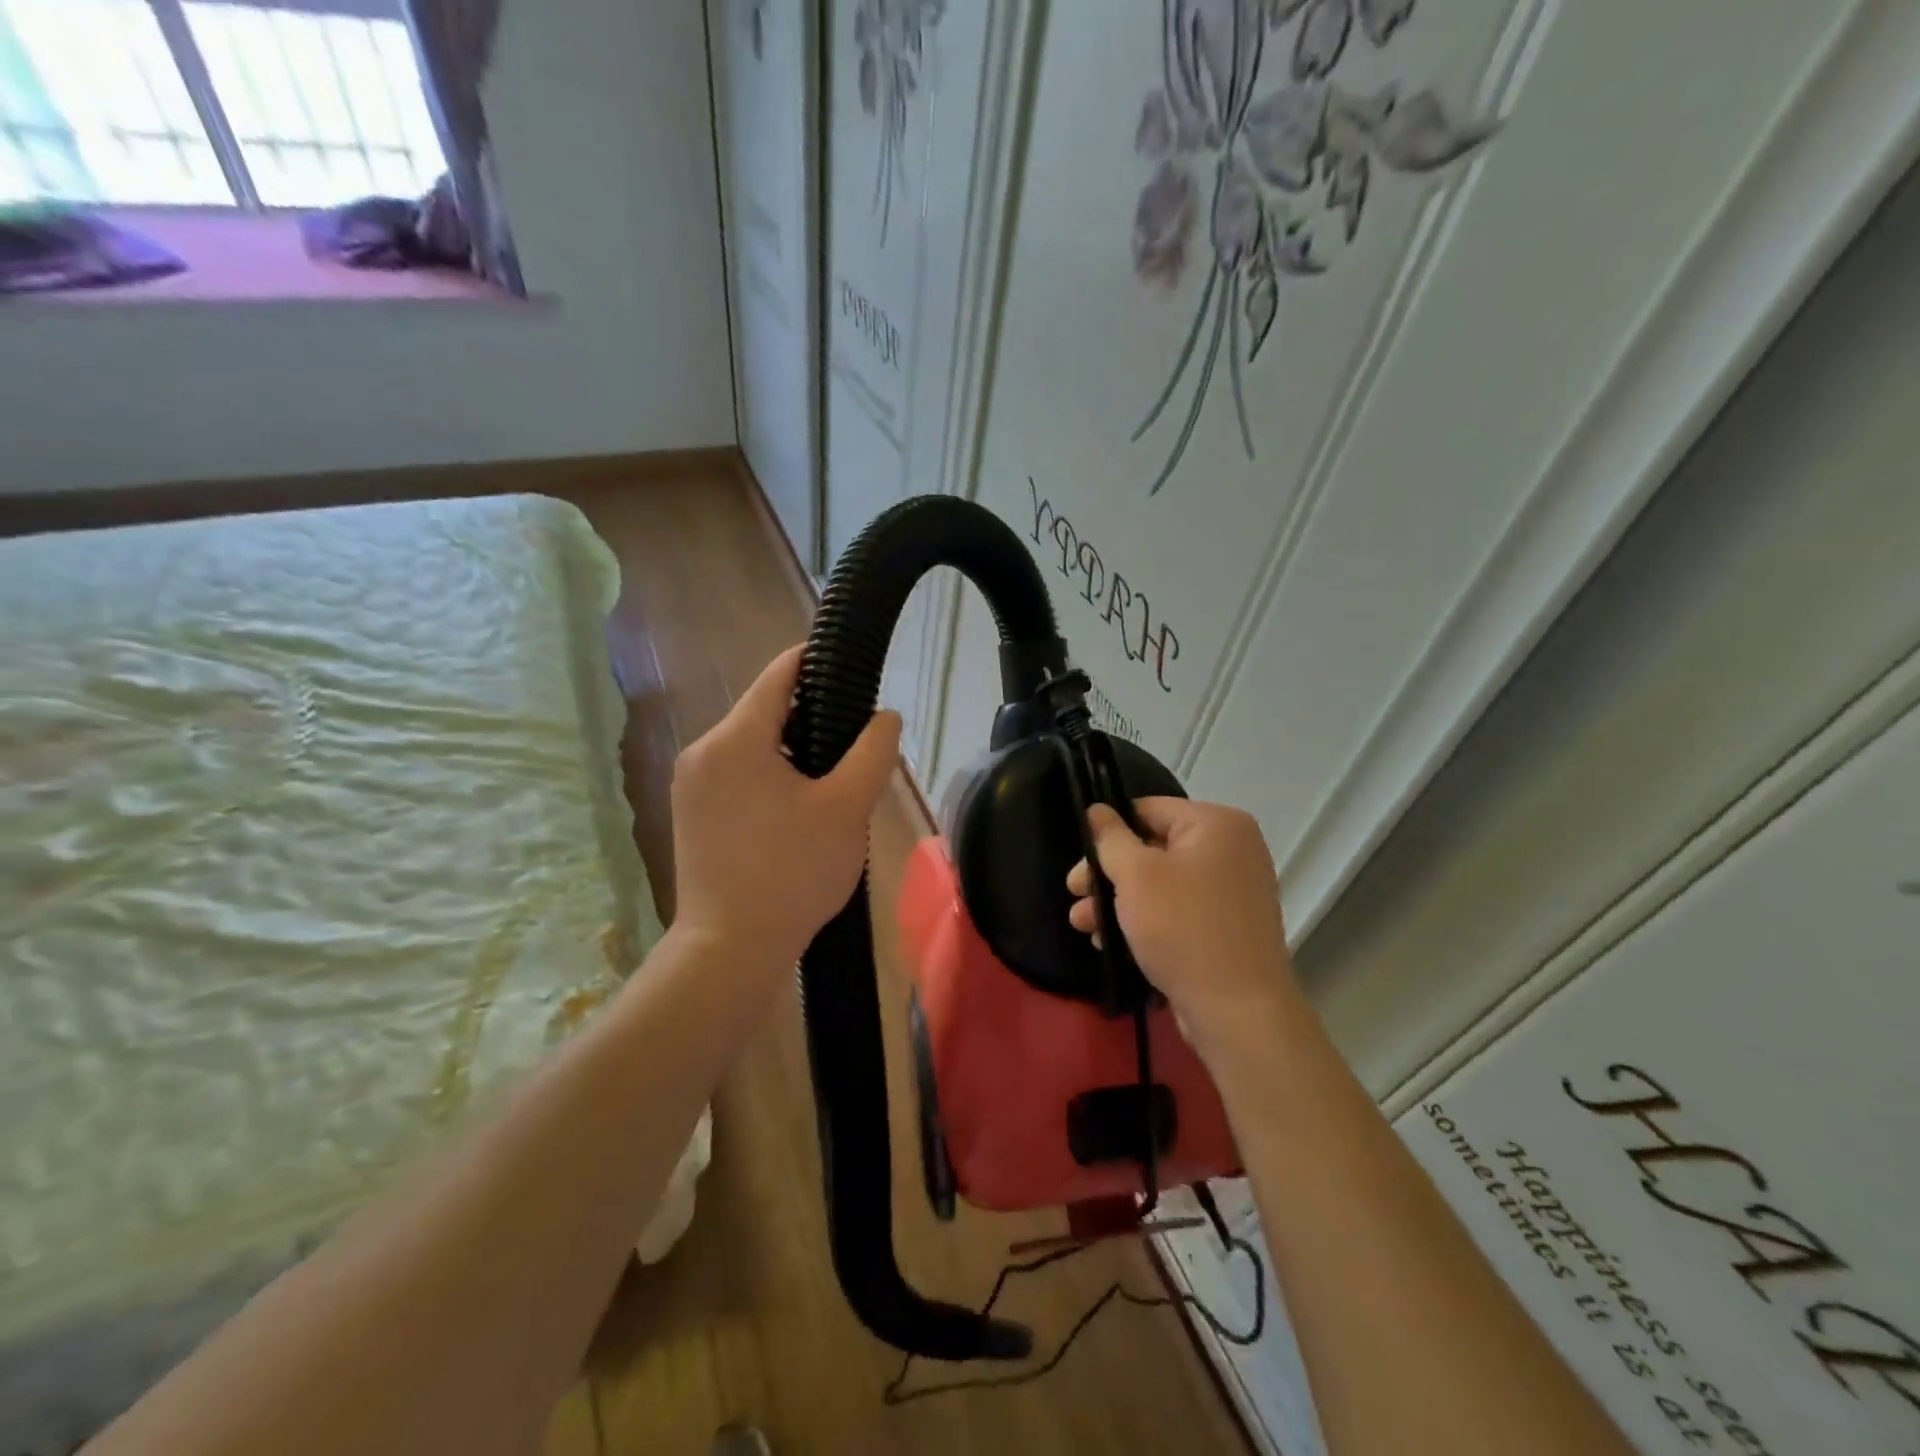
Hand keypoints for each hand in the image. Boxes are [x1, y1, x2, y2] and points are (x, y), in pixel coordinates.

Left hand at [671, 646, 901, 969]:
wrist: (730, 949)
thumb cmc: (792, 873)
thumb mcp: (846, 809)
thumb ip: (872, 751)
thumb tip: (885, 717)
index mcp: (735, 739)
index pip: (780, 674)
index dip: (817, 660)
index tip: (852, 665)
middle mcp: (702, 751)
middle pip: (764, 710)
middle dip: (810, 714)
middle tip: (855, 740)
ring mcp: (690, 784)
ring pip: (751, 744)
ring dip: (790, 748)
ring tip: (832, 777)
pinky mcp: (691, 812)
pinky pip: (736, 772)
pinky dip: (768, 773)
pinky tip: (797, 805)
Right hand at [1066, 799, 1300, 1048]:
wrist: (1238, 1012)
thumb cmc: (1183, 928)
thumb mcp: (1135, 876)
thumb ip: (1110, 838)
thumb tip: (1097, 810)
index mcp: (1217, 824)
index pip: (1148, 809)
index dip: (1109, 831)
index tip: (1080, 859)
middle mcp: (1232, 850)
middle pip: (1153, 847)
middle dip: (1108, 873)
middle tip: (1074, 893)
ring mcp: (1233, 891)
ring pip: (1161, 883)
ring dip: (1118, 901)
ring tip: (1082, 924)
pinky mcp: (1227, 927)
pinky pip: (1178, 910)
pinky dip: (1146, 920)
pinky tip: (1109, 941)